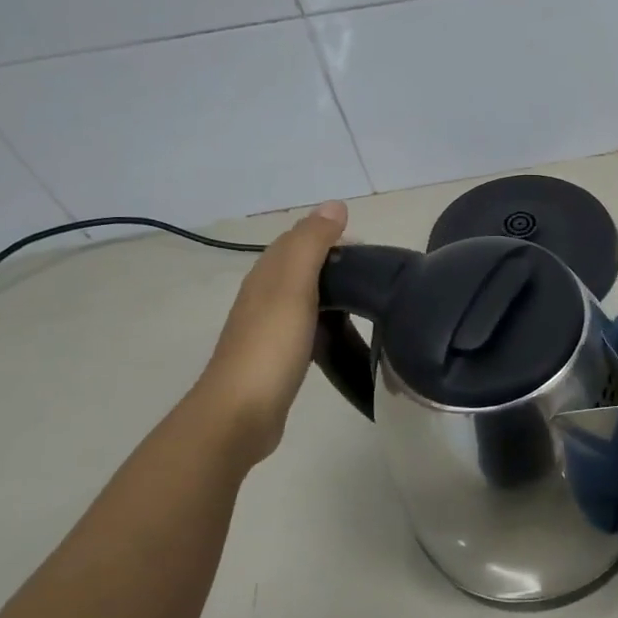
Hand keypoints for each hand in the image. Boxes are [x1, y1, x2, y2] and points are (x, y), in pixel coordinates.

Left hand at [192, 201, 347, 467]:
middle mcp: (264, 296)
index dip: (331, 236)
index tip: (370, 249)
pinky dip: (326, 320)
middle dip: (334, 263)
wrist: (241, 413)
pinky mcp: (278, 357)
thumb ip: (312, 244)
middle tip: (376, 275)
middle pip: (301, 267)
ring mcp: (268, 328)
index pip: (298, 240)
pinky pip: (307, 326)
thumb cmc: (271, 346)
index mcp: (267, 275)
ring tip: (367, 300)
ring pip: (304, 297)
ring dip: (331, 291)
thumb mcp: (294, 287)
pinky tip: (342, 333)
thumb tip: (335, 204)